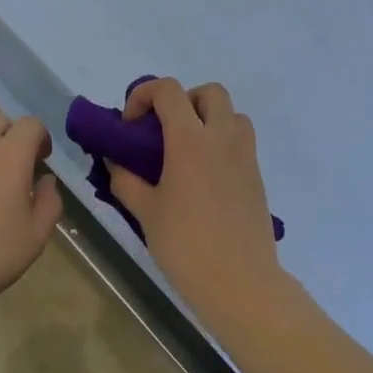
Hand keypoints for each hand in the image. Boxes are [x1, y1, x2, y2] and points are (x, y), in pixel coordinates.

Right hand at [108, 79, 283, 317]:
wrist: (241, 282)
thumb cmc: (186, 245)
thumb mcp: (145, 212)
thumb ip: (125, 180)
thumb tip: (115, 161)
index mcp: (190, 140)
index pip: (168, 90)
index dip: (143, 95)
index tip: (131, 125)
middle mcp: (222, 137)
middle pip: (209, 92)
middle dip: (183, 100)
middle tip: (164, 132)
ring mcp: (245, 155)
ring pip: (231, 113)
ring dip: (207, 119)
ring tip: (186, 151)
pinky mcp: (257, 175)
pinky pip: (240, 140)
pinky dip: (221, 142)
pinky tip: (204, 177)